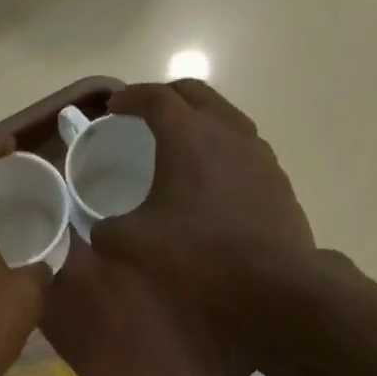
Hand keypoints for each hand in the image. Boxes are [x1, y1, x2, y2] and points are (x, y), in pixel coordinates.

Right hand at [93, 80, 316, 319]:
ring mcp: (257, 151)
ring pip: (223, 115)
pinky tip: (210, 178)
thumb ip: (106, 230)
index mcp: (188, 135)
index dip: (130, 97)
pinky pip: (242, 145)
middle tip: (143, 116)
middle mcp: (226, 130)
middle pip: (194, 93)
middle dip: (165, 97)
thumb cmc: (198, 254)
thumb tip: (101, 229)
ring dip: (197, 119)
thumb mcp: (134, 245)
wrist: (272, 282)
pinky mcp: (275, 176)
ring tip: (178, 144)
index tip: (113, 106)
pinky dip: (219, 146)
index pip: (155, 97)